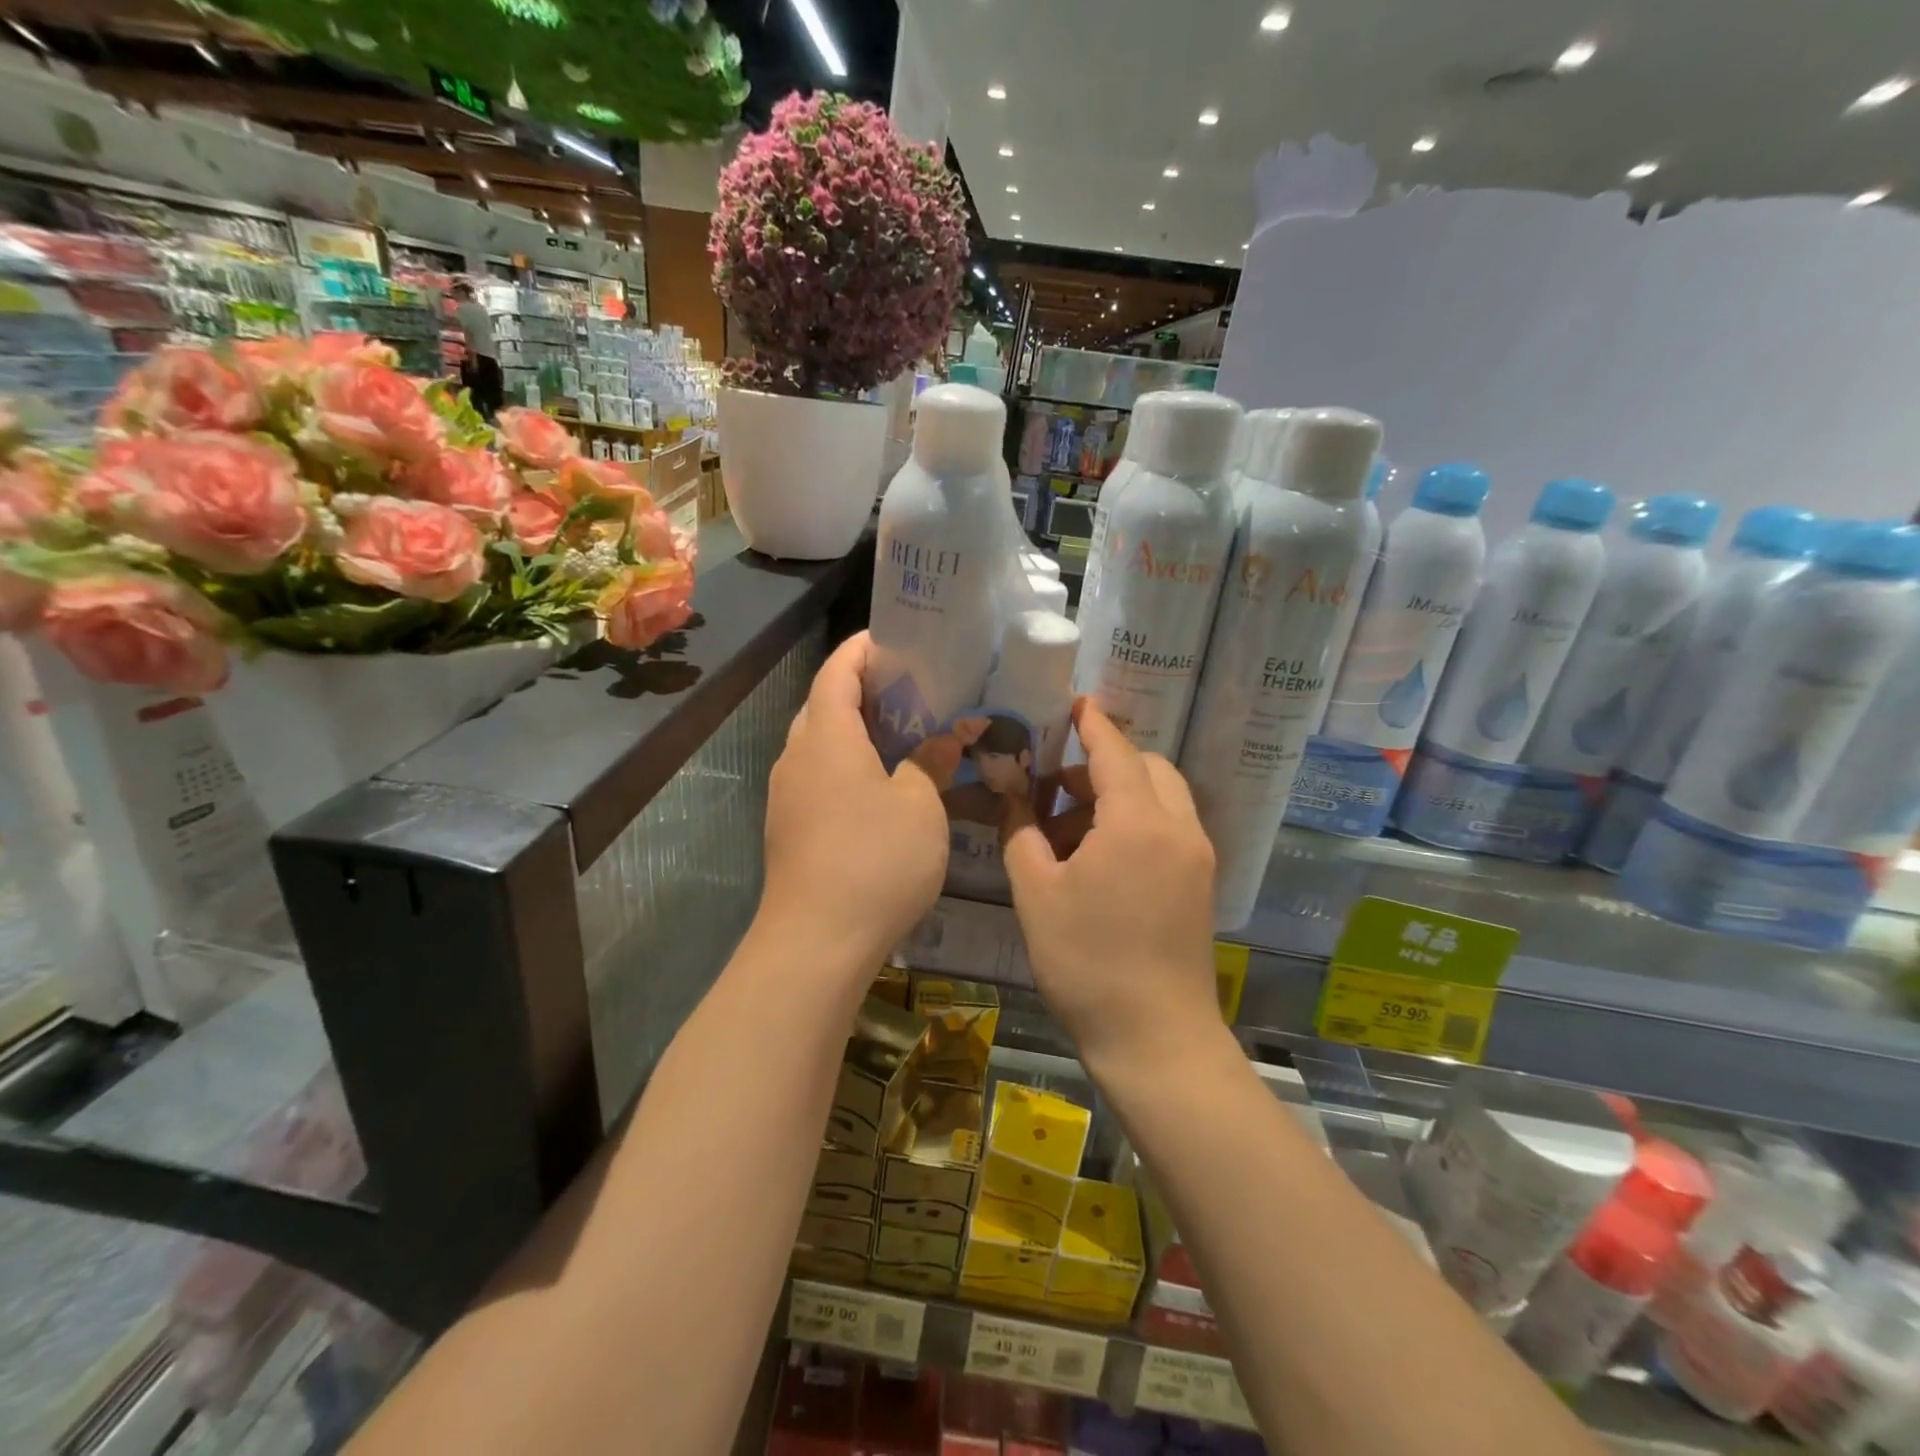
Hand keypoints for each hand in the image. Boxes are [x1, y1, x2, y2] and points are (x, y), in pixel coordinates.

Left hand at [758, 631, 948, 985]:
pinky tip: (881, 785)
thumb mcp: (920, 806)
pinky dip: (847, 764)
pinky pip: (818, 776)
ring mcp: (787, 794)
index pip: (837, 670)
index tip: (896, 640)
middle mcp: (797, 756)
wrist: (816, 942)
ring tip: (902, 733)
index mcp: (826, 736)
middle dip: (862, 688)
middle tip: (911, 689)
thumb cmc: (875, 860)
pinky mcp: (789, 827)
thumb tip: (947, 736)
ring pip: (819, 743)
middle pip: (824, 703)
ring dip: (855, 729)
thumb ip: (932, 762)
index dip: (863, 649)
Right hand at [1001, 701, 1222, 1074]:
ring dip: (1121, 794)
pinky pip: (1171, 828)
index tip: (1075, 703)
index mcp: (1137, 822)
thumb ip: (1021, 832)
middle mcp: (1178, 828)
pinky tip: (1100, 856)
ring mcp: (1197, 857)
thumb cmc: (1086, 962)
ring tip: (1070, 828)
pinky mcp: (1202, 883)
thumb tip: (1012, 794)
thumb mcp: (1036, 894)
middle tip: (1056, 787)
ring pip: (1163, 797)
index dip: (1092, 724)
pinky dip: (1139, 821)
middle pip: (1147, 769)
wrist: (1156, 1039)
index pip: (1115, 752)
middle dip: (1103, 765)